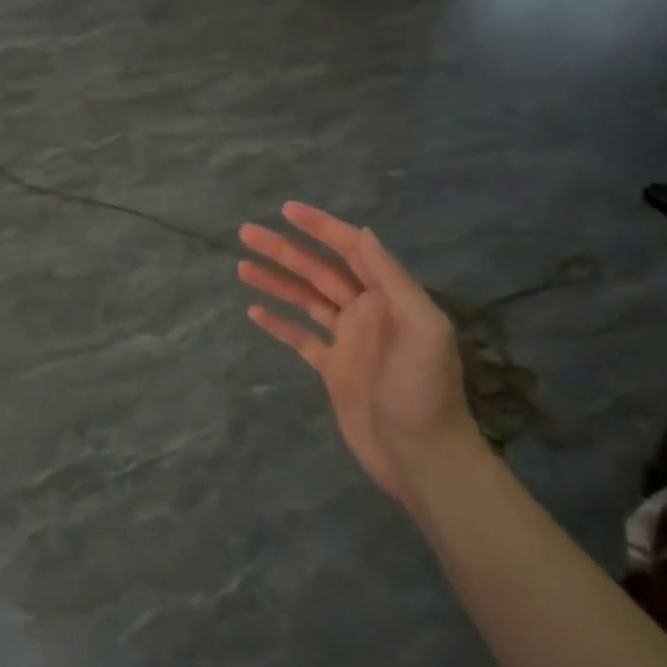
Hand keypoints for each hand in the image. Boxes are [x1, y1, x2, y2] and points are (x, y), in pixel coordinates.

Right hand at [238, 202, 475, 498]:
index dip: (320, 228)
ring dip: (276, 281)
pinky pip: (300, 338)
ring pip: (305, 300)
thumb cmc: (423, 390)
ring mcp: (347, 341)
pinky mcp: (333, 369)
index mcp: (388, 297)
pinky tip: (254, 310)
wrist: (422, 456)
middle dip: (284, 250)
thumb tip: (362, 234)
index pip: (350, 250)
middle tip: (246, 232)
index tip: (287, 210)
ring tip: (242, 265)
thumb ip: (390, 279)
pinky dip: (279, 323)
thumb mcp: (422, 327)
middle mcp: (366, 312)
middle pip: (318, 271)